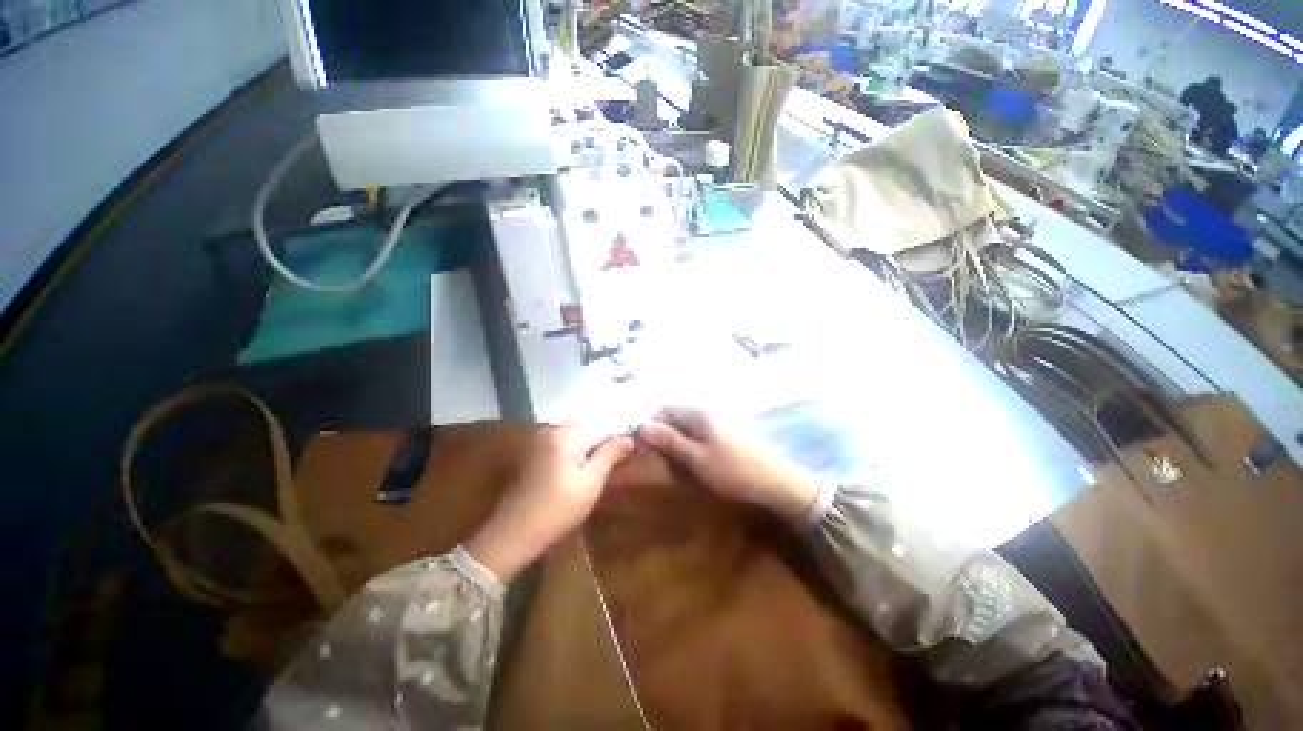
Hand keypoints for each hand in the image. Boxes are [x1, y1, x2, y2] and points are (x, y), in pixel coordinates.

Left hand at [465, 426, 634, 581]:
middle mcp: (553, 430)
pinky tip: (576, 473)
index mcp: (568, 434)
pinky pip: (562, 445)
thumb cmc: (558, 508)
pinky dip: (574, 454)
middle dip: (602, 445)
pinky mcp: (534, 453)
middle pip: (588, 430)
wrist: (514, 533)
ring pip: (575, 438)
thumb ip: (610, 455)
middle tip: (612, 469)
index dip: (617, 443)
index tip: (626, 460)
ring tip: (597, 472)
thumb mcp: (591, 482)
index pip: (603, 429)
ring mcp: (541, 440)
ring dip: (588, 450)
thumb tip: (629, 438)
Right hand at [640, 406, 819, 522]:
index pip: (664, 407)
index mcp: (699, 412)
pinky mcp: (727, 431)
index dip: (651, 424)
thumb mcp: (696, 459)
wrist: (776, 482)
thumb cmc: (733, 470)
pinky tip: (695, 462)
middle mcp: (707, 410)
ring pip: (687, 425)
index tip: (644, 446)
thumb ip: (670, 441)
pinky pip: (700, 433)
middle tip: (661, 459)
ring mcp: (719, 420)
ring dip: (677, 441)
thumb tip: (642, 425)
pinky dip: (691, 445)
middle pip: (675, 415)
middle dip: (664, 434)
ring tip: (677, 464)